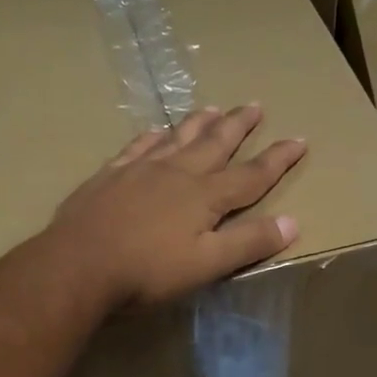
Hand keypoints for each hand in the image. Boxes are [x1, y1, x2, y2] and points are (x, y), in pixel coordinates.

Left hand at [51, 105, 304, 311]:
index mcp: (204, 196)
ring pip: (177, 138)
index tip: (299, 140)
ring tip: (212, 108)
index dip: (277, 159)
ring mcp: (139, 170)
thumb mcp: (206, 265)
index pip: (251, 175)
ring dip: (198, 123)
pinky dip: (152, 137)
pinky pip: (137, 147)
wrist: (78, 266)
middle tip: (254, 105)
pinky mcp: (109, 177)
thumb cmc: (147, 272)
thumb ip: (248, 243)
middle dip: (238, 126)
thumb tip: (292, 222)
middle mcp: (176, 173)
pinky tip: (155, 132)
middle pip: (214, 143)